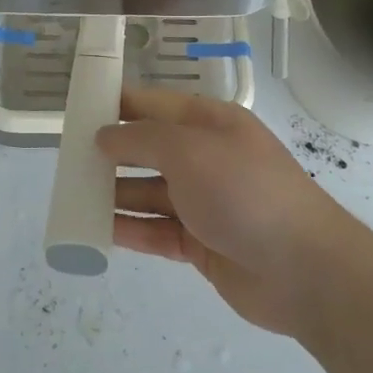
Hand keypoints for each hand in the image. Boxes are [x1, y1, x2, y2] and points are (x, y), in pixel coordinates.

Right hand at [97, 89, 349, 335]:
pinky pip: (157, 230)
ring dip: (116, 193)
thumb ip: (142, 139)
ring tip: (74, 196)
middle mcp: (207, 158)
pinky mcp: (202, 243)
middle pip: (151, 149)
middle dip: (112, 151)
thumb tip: (104, 135)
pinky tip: (98, 230)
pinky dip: (130, 229)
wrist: (303, 268)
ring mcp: (206, 202)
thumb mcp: (189, 150)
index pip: (156, 104)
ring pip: (150, 192)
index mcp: (211, 123)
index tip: (80, 109)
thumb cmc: (244, 191)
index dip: (119, 104)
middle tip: (68, 159)